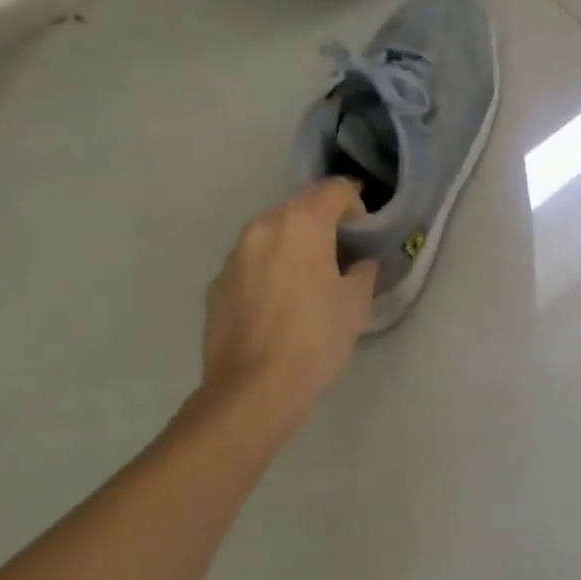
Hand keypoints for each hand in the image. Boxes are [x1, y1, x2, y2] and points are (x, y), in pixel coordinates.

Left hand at [195, 181, 377, 437]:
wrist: (253, 389)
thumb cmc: (315, 338)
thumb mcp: (355, 303)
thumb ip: (362, 271)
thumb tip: (358, 264)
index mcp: (302, 224)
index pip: (334, 190)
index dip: (355, 202)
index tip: (363, 227)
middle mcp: (263, 228)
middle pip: (299, 205)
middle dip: (322, 217)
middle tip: (339, 247)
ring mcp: (234, 255)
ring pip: (271, 232)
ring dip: (292, 241)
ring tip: (308, 273)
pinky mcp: (217, 283)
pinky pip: (251, 261)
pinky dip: (269, 266)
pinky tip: (279, 300)